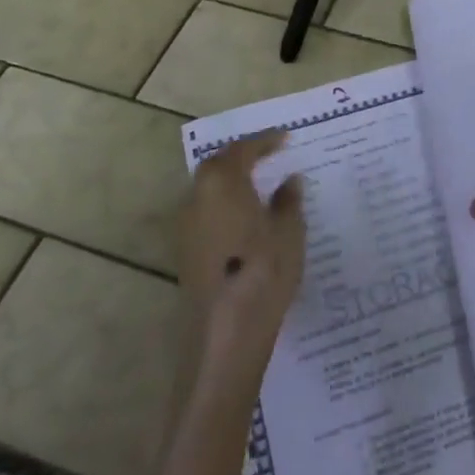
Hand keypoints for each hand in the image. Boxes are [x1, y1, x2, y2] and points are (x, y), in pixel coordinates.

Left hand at [181, 130, 305, 374]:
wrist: (224, 336)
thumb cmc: (262, 273)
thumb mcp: (289, 233)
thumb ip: (288, 201)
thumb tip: (289, 181)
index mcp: (222, 182)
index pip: (242, 149)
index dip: (265, 141)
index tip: (285, 138)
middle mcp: (197, 197)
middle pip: (218, 165)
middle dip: (243, 156)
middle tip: (269, 156)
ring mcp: (186, 226)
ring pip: (209, 189)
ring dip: (233, 181)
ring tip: (261, 185)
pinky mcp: (185, 252)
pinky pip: (207, 212)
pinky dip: (226, 205)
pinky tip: (247, 219)